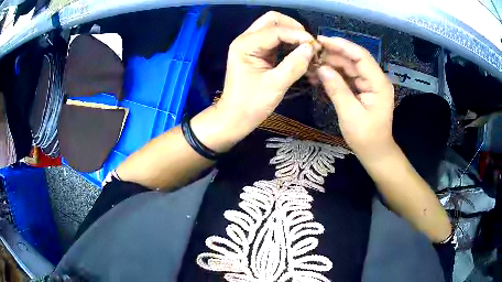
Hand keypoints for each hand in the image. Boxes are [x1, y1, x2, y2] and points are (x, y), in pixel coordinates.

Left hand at [214, 11, 318, 142]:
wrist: (235, 118)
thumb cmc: (251, 104)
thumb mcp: (275, 85)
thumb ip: (294, 64)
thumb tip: (311, 48)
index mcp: (246, 44)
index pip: (276, 30)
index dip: (298, 35)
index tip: (316, 46)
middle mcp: (246, 40)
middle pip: (272, 20)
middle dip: (293, 28)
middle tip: (309, 43)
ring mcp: (251, 45)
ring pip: (274, 28)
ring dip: (291, 34)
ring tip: (307, 47)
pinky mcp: (256, 53)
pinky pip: (274, 40)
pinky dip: (288, 42)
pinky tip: (299, 52)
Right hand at [315, 36, 394, 159]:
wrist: (375, 152)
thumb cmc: (366, 137)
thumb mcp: (350, 114)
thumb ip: (337, 89)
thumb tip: (321, 68)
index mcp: (378, 83)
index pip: (361, 56)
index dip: (342, 45)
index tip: (321, 40)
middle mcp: (375, 79)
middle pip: (354, 59)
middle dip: (333, 54)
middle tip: (311, 52)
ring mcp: (369, 84)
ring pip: (349, 67)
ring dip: (332, 64)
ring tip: (312, 63)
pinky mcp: (363, 90)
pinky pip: (348, 77)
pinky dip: (335, 75)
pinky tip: (320, 74)